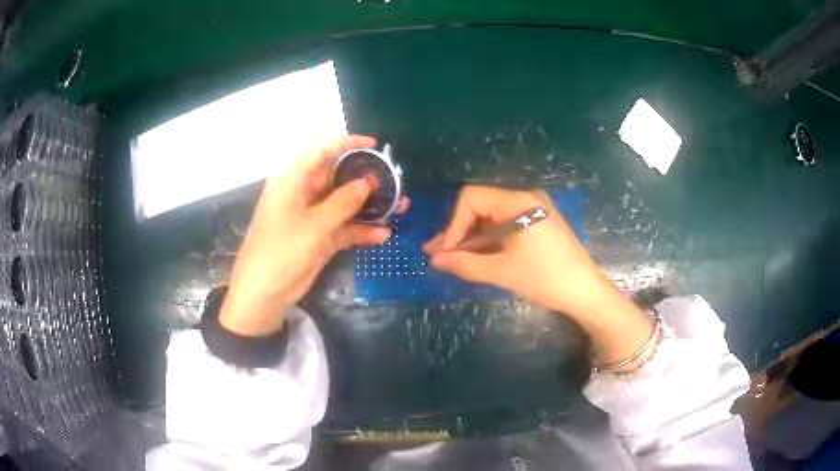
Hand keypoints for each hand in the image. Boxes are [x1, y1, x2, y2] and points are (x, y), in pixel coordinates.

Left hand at [219, 135, 407, 336]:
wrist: (264, 294)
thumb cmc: (281, 251)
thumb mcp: (314, 225)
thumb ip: (343, 202)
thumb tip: (368, 182)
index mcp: (292, 180)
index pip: (320, 150)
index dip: (347, 144)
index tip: (374, 146)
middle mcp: (302, 193)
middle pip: (336, 177)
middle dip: (364, 179)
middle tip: (393, 181)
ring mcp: (311, 216)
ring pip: (343, 203)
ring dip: (369, 206)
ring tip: (399, 207)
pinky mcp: (318, 238)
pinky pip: (343, 228)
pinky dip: (360, 231)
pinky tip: (382, 235)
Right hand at [424, 186, 653, 366]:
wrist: (585, 291)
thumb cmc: (545, 279)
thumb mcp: (502, 272)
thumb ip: (465, 263)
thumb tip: (435, 260)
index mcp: (518, 202)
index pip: (472, 199)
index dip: (453, 224)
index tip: (445, 251)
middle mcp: (526, 198)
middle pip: (481, 205)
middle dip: (459, 230)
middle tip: (439, 254)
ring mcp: (534, 209)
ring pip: (492, 216)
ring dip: (472, 236)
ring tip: (451, 257)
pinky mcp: (539, 222)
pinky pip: (506, 224)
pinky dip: (489, 239)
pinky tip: (475, 254)